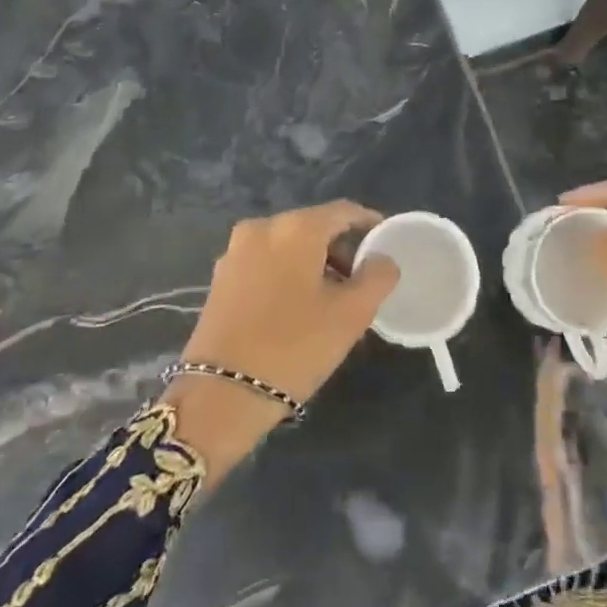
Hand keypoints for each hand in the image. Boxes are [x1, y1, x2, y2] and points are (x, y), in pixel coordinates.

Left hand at [167, 201, 398, 480]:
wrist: (221, 394)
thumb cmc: (295, 346)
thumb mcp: (352, 313)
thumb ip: (377, 276)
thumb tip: (382, 259)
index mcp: (296, 228)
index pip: (344, 211)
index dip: (369, 223)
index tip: (386, 244)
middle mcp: (262, 228)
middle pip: (314, 227)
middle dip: (341, 249)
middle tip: (361, 281)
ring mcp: (235, 252)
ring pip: (288, 246)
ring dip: (314, 264)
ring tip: (333, 299)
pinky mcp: (220, 278)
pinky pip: (266, 263)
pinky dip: (288, 274)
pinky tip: (299, 307)